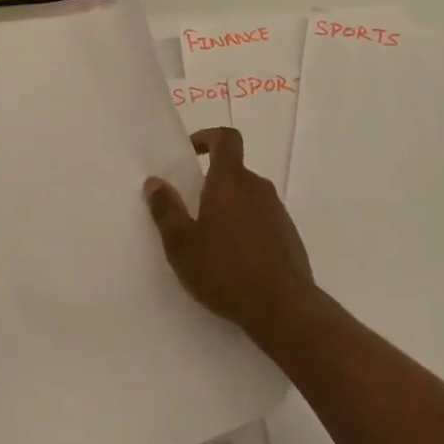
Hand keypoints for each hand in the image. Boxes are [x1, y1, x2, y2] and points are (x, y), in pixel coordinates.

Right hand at [144, 127, 314, 336]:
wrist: (282, 306)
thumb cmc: (225, 270)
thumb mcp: (182, 245)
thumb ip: (166, 210)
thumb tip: (154, 182)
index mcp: (231, 181)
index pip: (226, 139)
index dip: (208, 137)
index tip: (190, 152)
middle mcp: (258, 187)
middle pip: (234, 172)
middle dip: (212, 185)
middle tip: (190, 211)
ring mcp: (278, 211)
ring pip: (247, 198)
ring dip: (229, 210)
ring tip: (210, 242)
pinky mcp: (288, 235)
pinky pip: (262, 220)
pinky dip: (246, 229)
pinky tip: (234, 261)